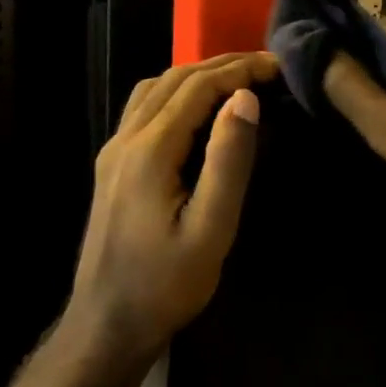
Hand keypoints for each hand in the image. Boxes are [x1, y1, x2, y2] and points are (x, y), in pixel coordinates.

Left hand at [67, 52, 275, 365]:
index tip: (278, 65)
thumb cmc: (166, 284)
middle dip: (219, 66)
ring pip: (152, 91)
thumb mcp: (211, 229)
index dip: (238, 69)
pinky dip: (174, 96)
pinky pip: (142, 112)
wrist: (107, 321)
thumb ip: (228, 161)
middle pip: (172, 80)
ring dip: (193, 77)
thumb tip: (244, 98)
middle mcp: (124, 140)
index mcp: (150, 150)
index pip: (197, 87)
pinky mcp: (111, 167)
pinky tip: (196, 112)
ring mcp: (112, 152)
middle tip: (265, 66)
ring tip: (236, 81)